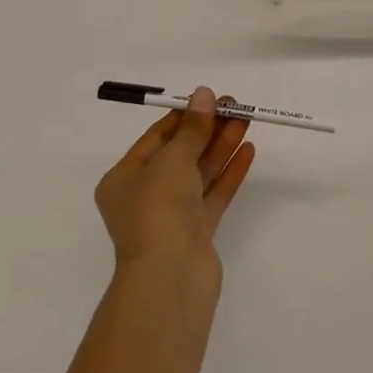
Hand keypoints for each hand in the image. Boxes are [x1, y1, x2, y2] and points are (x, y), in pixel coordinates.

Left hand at [95, 88, 254, 277]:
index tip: (210, 98)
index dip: (184, 116)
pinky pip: (213, 195)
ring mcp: (172, 217)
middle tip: (235, 106)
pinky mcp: (196, 234)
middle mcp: (145, 196)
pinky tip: (248, 150)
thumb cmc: (158, 209)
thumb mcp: (173, 159)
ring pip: (199, 173)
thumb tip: (204, 94)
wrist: (170, 279)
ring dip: (222, 146)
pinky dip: (229, 173)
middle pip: (180, 154)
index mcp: (124, 179)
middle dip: (207, 129)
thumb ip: (192, 127)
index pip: (156, 138)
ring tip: (246, 120)